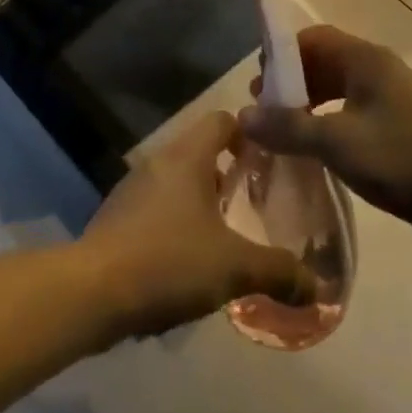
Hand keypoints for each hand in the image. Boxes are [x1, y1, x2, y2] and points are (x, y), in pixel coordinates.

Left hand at [81, 111, 317, 340]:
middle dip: (229, 172)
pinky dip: (177, 221)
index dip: (249, 133)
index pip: (223, 120)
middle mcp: (159, 161)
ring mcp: (133, 188)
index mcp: (187, 156)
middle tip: (255, 200)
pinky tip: (189, 259)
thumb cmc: (168, 261)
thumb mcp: (233, 268)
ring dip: (202, 199)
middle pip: (201, 150)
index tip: (270, 160)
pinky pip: (157, 206)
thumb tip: (320, 288)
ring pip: (178, 180)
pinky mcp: (117, 217)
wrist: (91, 292)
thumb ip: (278, 271)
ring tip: (227, 232)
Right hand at [240, 25, 411, 249]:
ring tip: (284, 133)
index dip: (283, 54)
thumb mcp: (336, 141)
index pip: (315, 38)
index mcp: (367, 60)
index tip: (258, 84)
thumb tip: (244, 117)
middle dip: (292, 82)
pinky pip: (352, 114)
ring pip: (338, 90)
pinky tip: (315, 151)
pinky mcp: (398, 129)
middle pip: (325, 62)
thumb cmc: (399, 158)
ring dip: (308, 105)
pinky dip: (328, 123)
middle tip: (265, 111)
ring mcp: (392, 100)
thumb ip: (289, 127)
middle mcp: (379, 71)